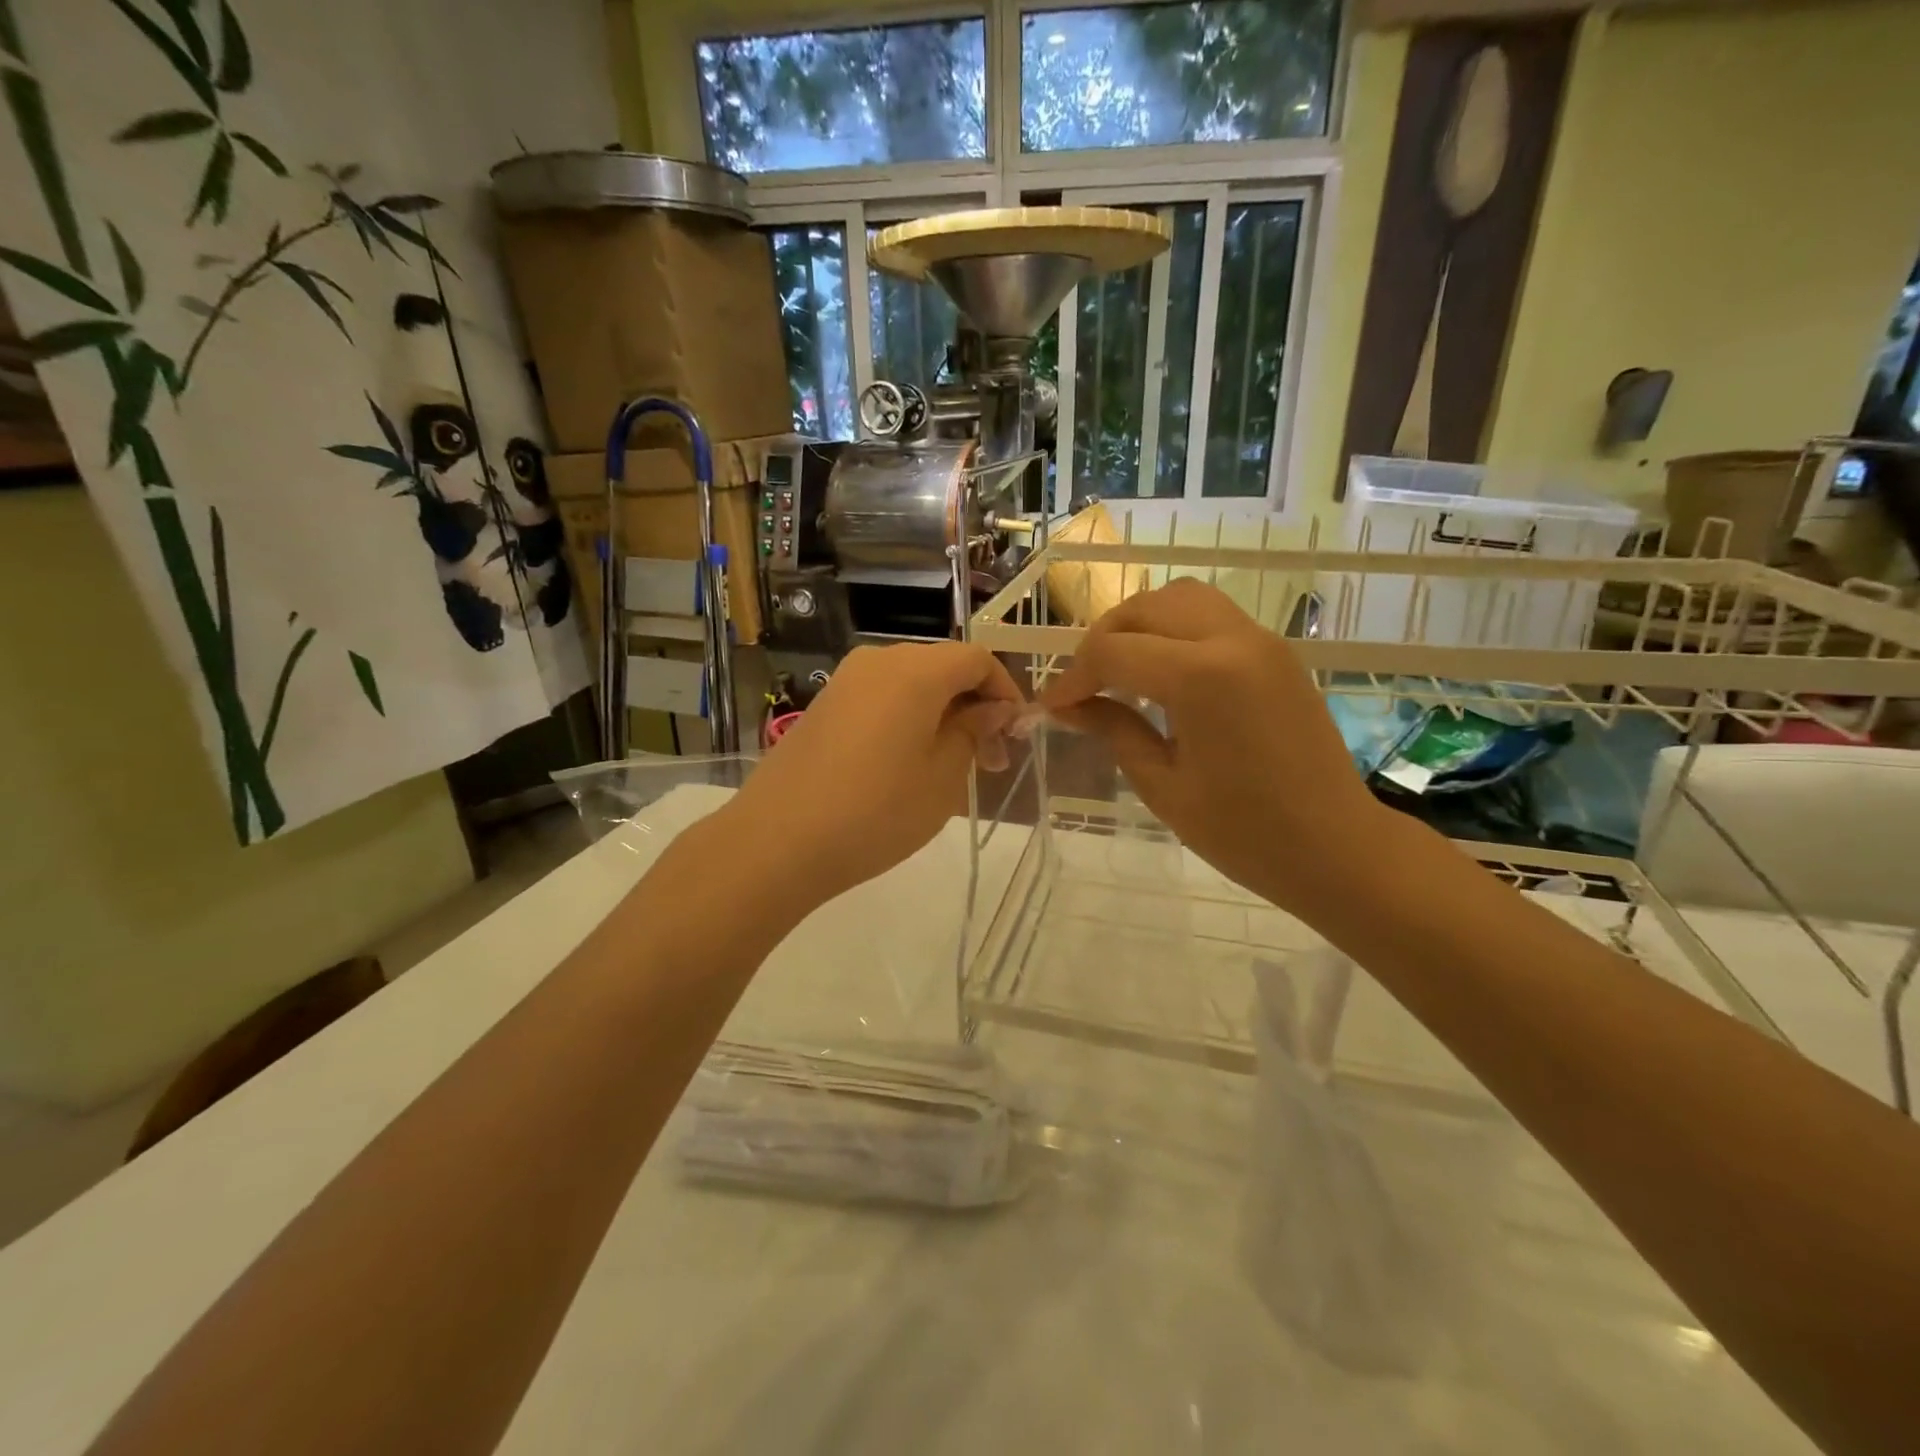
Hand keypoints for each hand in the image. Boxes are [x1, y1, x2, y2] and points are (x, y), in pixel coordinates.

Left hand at [723, 643, 1023, 909]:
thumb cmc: (876, 811)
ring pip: (911, 685)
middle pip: (943, 668)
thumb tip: (993, 708)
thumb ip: (974, 731)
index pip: (977, 658)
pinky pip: (880, 699)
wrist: (777, 841)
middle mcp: (878, 661)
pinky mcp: (824, 706)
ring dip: (941, 716)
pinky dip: (907, 720)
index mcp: (915, 670)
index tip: (1016, 735)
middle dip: (974, 707)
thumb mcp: (943, 777)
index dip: (1005, 692)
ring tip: (950, 770)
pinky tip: (907, 766)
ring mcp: (845, 682)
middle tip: (989, 762)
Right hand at [1040, 579, 1387, 922]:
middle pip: (1146, 607)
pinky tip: (1163, 673)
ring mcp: (1261, 640)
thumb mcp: (1163, 785)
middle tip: (1083, 686)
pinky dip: (1174, 629)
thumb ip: (1114, 730)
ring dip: (1140, 624)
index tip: (1053, 707)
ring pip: (1182, 598)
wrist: (1337, 847)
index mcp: (1202, 676)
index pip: (1114, 651)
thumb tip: (1069, 707)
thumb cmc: (1244, 832)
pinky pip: (1212, 617)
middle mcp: (1233, 640)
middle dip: (1102, 639)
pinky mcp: (1277, 652)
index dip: (1073, 677)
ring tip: (1120, 670)